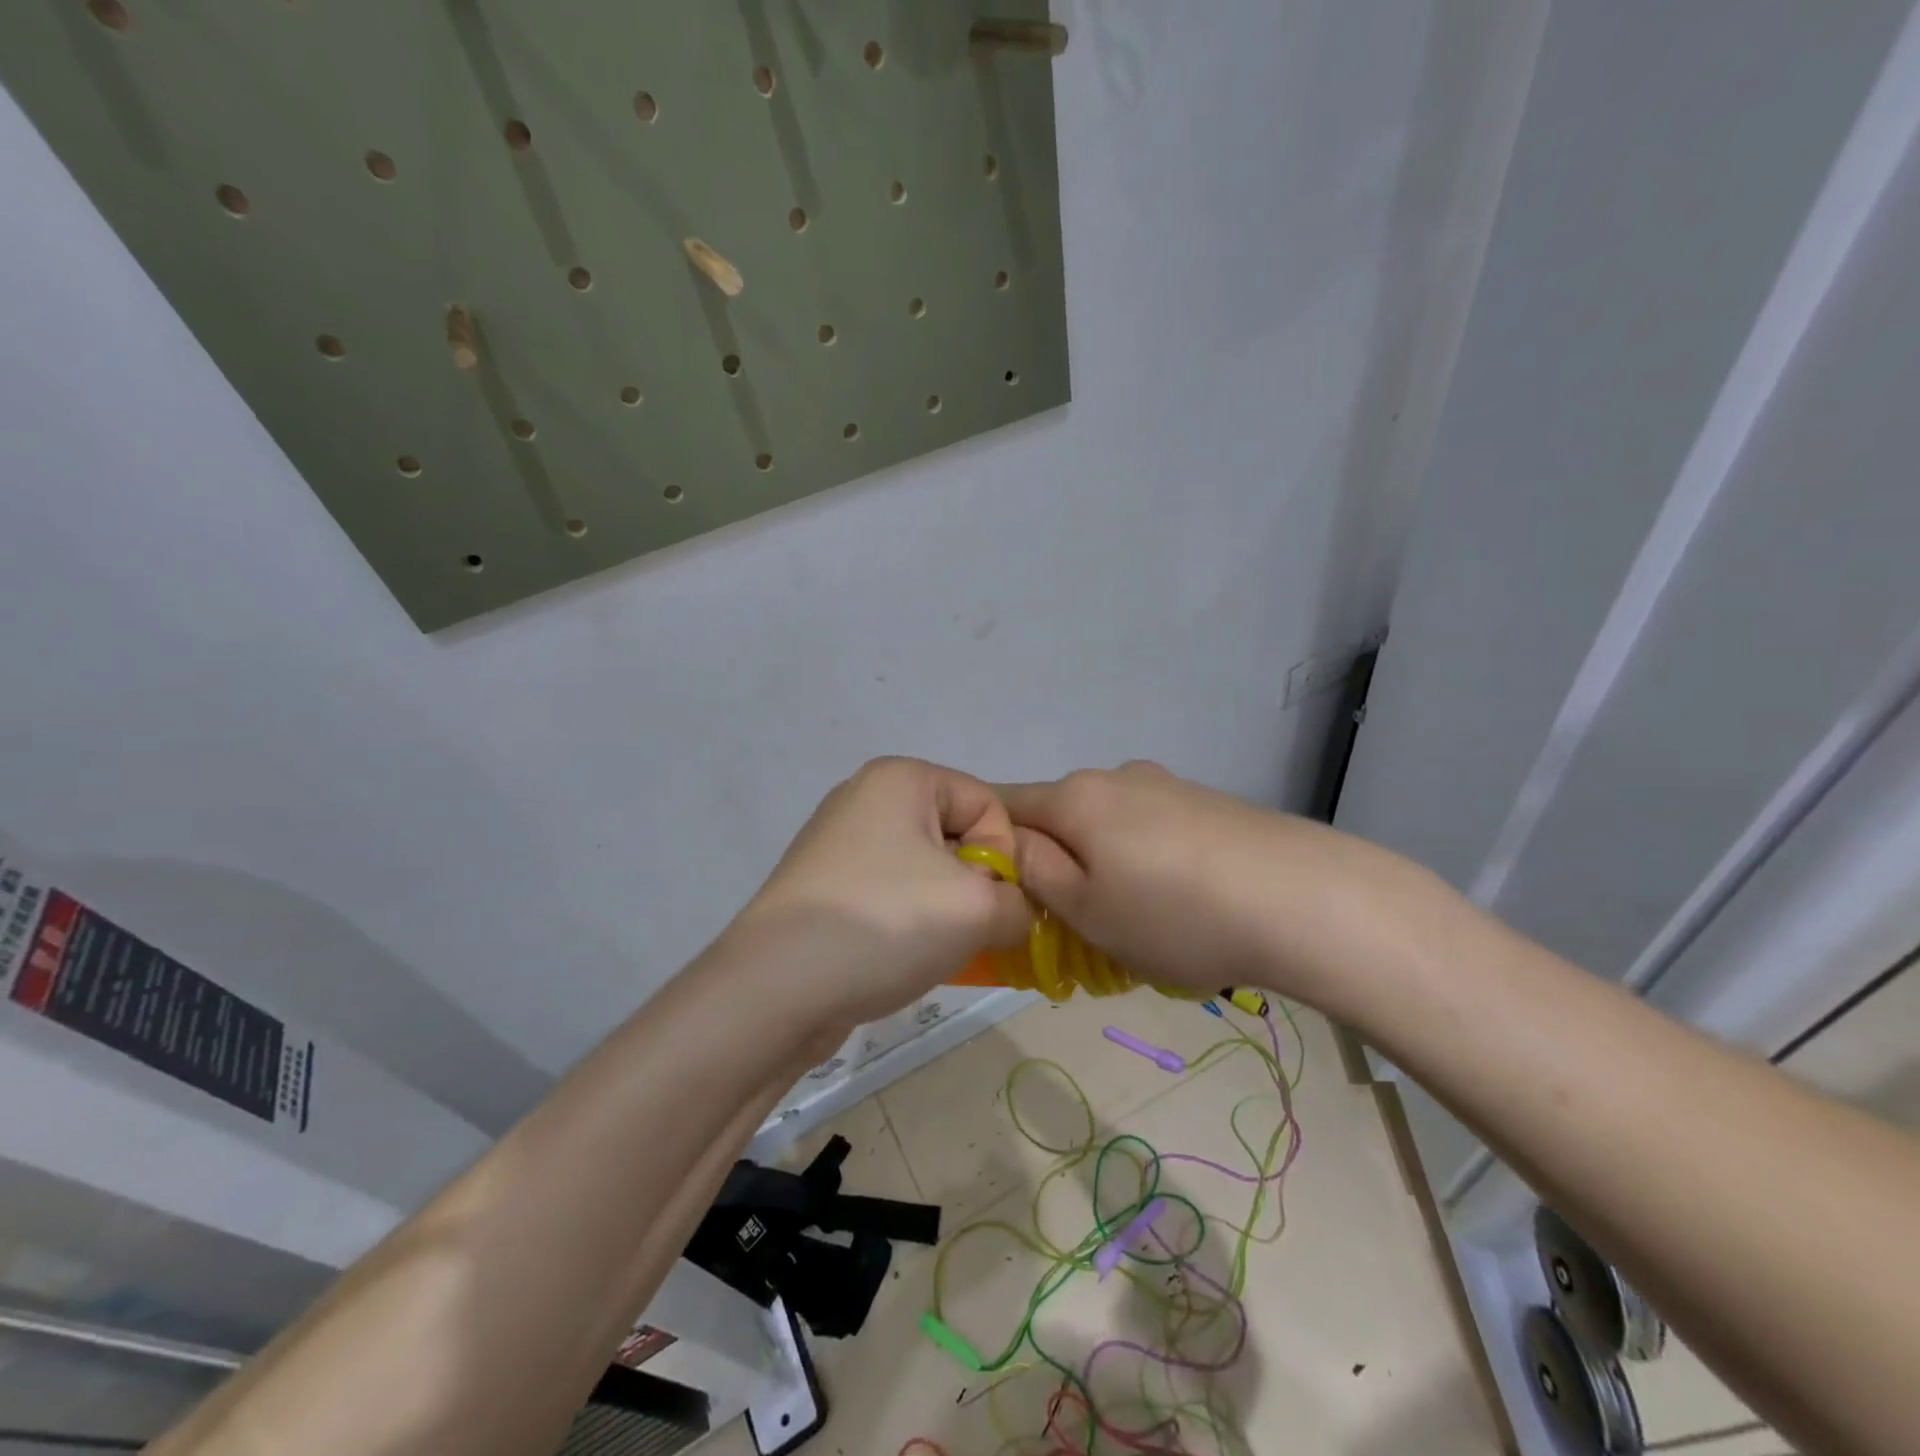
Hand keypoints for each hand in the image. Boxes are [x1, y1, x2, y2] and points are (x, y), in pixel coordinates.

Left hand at [730, 757, 1031, 1027]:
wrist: (775, 990)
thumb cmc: (884, 924)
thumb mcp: (978, 909)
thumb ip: (1021, 902)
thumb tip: (1012, 913)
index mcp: (901, 778)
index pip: (987, 804)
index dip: (1004, 856)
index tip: (988, 903)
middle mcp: (866, 797)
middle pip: (956, 835)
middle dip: (974, 886)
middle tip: (963, 930)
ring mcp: (839, 842)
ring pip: (925, 870)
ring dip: (943, 910)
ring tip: (929, 948)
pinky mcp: (825, 885)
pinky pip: (890, 893)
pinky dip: (907, 922)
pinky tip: (898, 956)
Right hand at [999, 761, 1433, 1011]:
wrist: (1305, 900)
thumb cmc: (1175, 915)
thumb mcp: (1086, 910)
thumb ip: (1035, 871)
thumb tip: (1013, 844)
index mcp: (1075, 798)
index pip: (1002, 805)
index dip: (990, 843)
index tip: (1002, 889)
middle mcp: (1115, 777)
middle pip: (1059, 815)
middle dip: (1054, 861)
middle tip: (1072, 921)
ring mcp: (1166, 785)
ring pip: (1107, 825)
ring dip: (1103, 863)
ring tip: (1137, 919)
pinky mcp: (1206, 802)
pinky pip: (1150, 829)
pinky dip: (1145, 860)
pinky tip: (1181, 901)